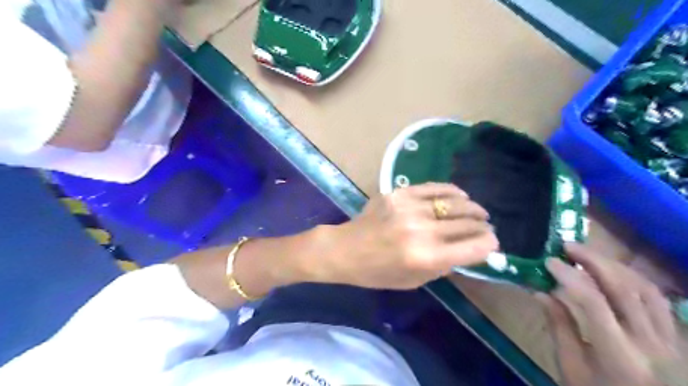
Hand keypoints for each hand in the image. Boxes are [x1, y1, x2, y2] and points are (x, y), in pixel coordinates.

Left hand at [313, 184, 500, 288]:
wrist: (346, 250)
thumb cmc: (378, 272)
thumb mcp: (414, 281)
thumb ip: (443, 266)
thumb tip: (468, 250)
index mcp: (425, 257)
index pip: (472, 248)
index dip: (488, 245)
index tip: (492, 243)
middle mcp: (422, 231)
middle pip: (466, 224)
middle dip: (483, 226)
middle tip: (487, 227)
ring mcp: (410, 208)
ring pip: (454, 203)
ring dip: (472, 208)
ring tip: (478, 212)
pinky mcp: (399, 193)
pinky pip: (434, 188)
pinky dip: (452, 192)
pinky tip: (460, 196)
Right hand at [537, 244, 675, 385]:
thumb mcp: (572, 368)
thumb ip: (559, 327)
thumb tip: (540, 292)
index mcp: (619, 355)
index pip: (593, 302)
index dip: (569, 276)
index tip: (549, 262)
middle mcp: (650, 344)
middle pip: (623, 288)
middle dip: (592, 260)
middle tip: (567, 246)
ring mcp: (670, 341)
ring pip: (645, 289)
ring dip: (613, 265)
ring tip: (587, 255)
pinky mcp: (675, 339)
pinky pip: (657, 299)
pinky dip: (633, 278)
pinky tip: (614, 272)